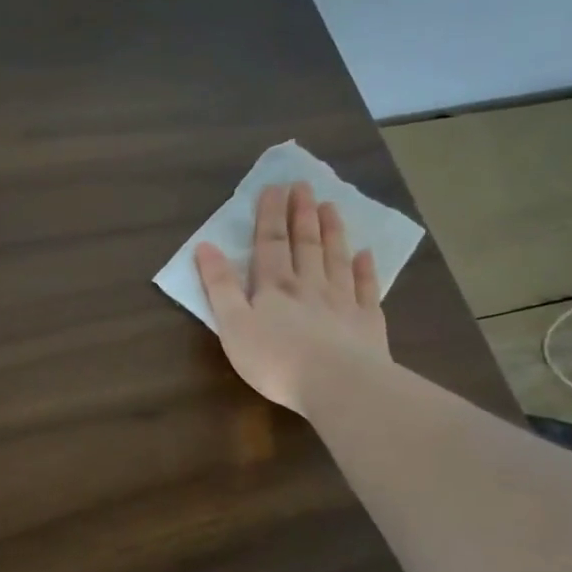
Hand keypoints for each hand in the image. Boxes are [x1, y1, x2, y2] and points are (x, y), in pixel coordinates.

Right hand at [194, 181, 389, 415]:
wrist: (338, 385)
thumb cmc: (275, 359)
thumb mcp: (233, 325)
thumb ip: (219, 286)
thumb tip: (205, 246)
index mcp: (274, 286)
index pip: (269, 243)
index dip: (270, 215)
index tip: (274, 187)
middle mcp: (309, 285)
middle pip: (305, 243)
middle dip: (302, 214)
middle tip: (304, 186)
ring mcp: (342, 302)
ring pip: (335, 258)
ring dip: (332, 231)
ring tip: (331, 206)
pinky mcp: (367, 322)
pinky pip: (365, 288)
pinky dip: (365, 269)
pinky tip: (366, 254)